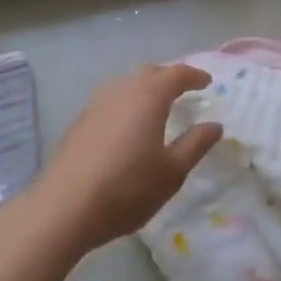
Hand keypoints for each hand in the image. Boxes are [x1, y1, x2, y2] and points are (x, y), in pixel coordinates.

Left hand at [29, 63, 222, 255]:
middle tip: (184, 91)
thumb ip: (195, 144)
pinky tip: (128, 127)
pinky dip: (127, 104)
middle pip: (149, 73)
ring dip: (145, 89)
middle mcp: (122, 90)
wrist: (65, 207)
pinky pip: (111, 101)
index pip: (176, 74)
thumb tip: (215, 125)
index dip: (194, 76)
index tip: (207, 82)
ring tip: (157, 107)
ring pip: (127, 85)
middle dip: (169, 78)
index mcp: (149, 96)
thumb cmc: (128, 188)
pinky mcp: (80, 121)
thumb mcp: (172, 171)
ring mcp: (96, 104)